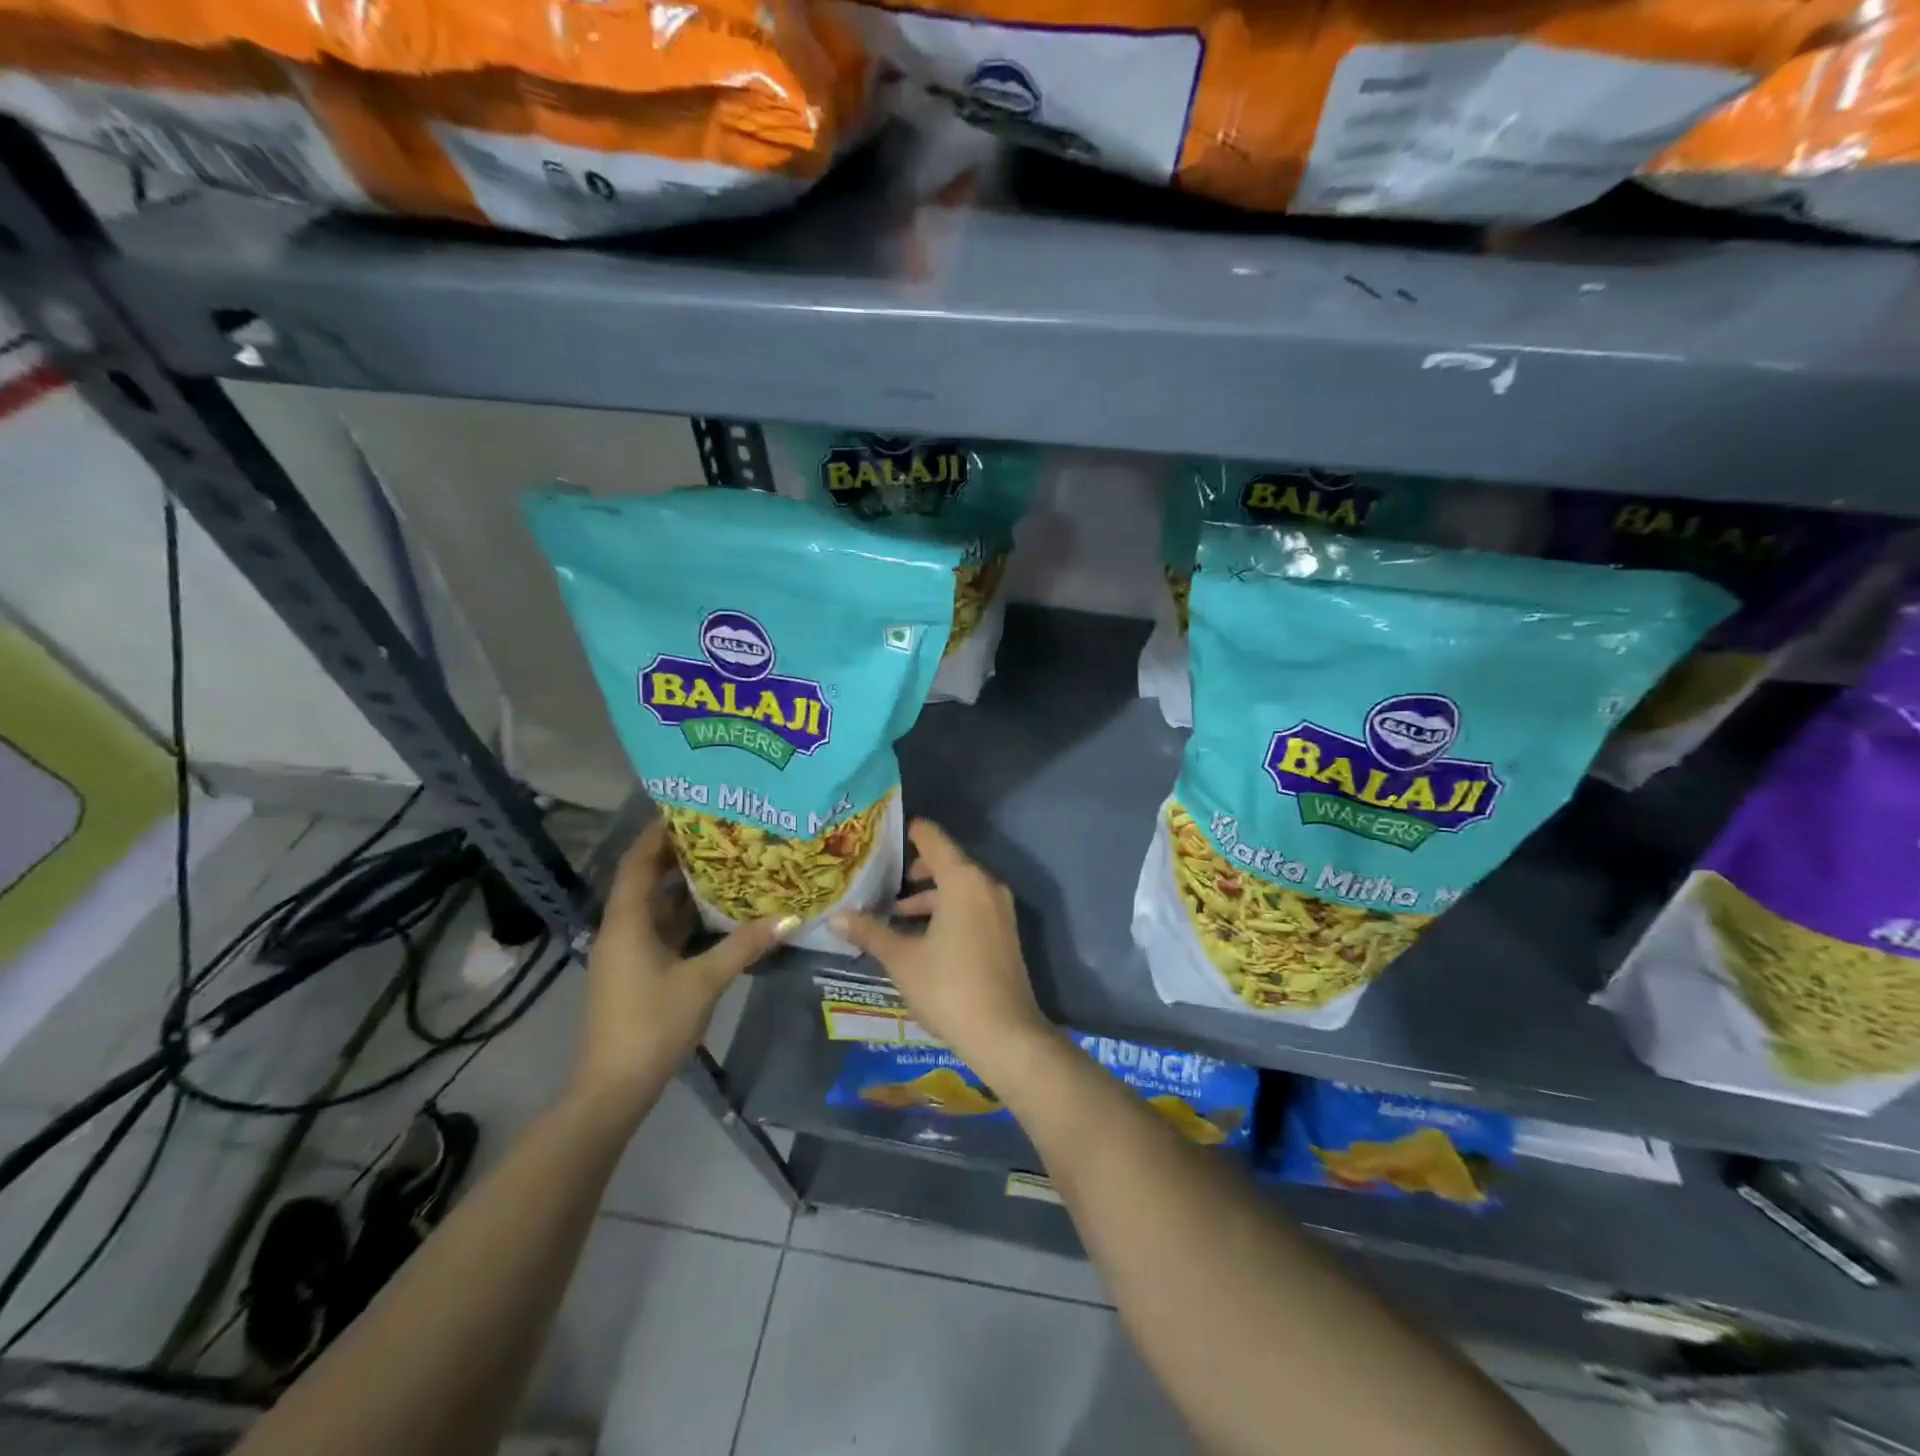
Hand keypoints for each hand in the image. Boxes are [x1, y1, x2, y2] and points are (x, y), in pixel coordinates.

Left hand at [569, 819, 791, 1115]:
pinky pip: (662, 931)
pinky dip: (686, 917)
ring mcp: (628, 953)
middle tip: (719, 832)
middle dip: (678, 855)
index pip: (637, 863)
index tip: (688, 808)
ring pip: (656, 907)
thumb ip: (744, 945)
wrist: (614, 1088)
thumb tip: (789, 917)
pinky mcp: (638, 972)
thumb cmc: (652, 1024)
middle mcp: (622, 930)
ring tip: (726, 863)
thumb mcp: (704, 981)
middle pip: (646, 880)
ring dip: (685, 887)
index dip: (657, 834)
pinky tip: (718, 911)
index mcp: (627, 923)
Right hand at [832, 819, 1049, 1079]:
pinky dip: (946, 911)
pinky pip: (970, 906)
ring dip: (928, 897)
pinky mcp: (1004, 932)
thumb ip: (870, 933)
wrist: (1005, 1034)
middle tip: (879, 882)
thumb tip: (836, 917)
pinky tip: (921, 937)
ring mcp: (999, 909)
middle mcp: (985, 885)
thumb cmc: (949, 988)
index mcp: (962, 880)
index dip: (908, 833)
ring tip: (894, 915)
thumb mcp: (902, 960)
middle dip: (912, 871)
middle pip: (946, 862)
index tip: (881, 836)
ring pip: (958, 888)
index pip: (932, 838)